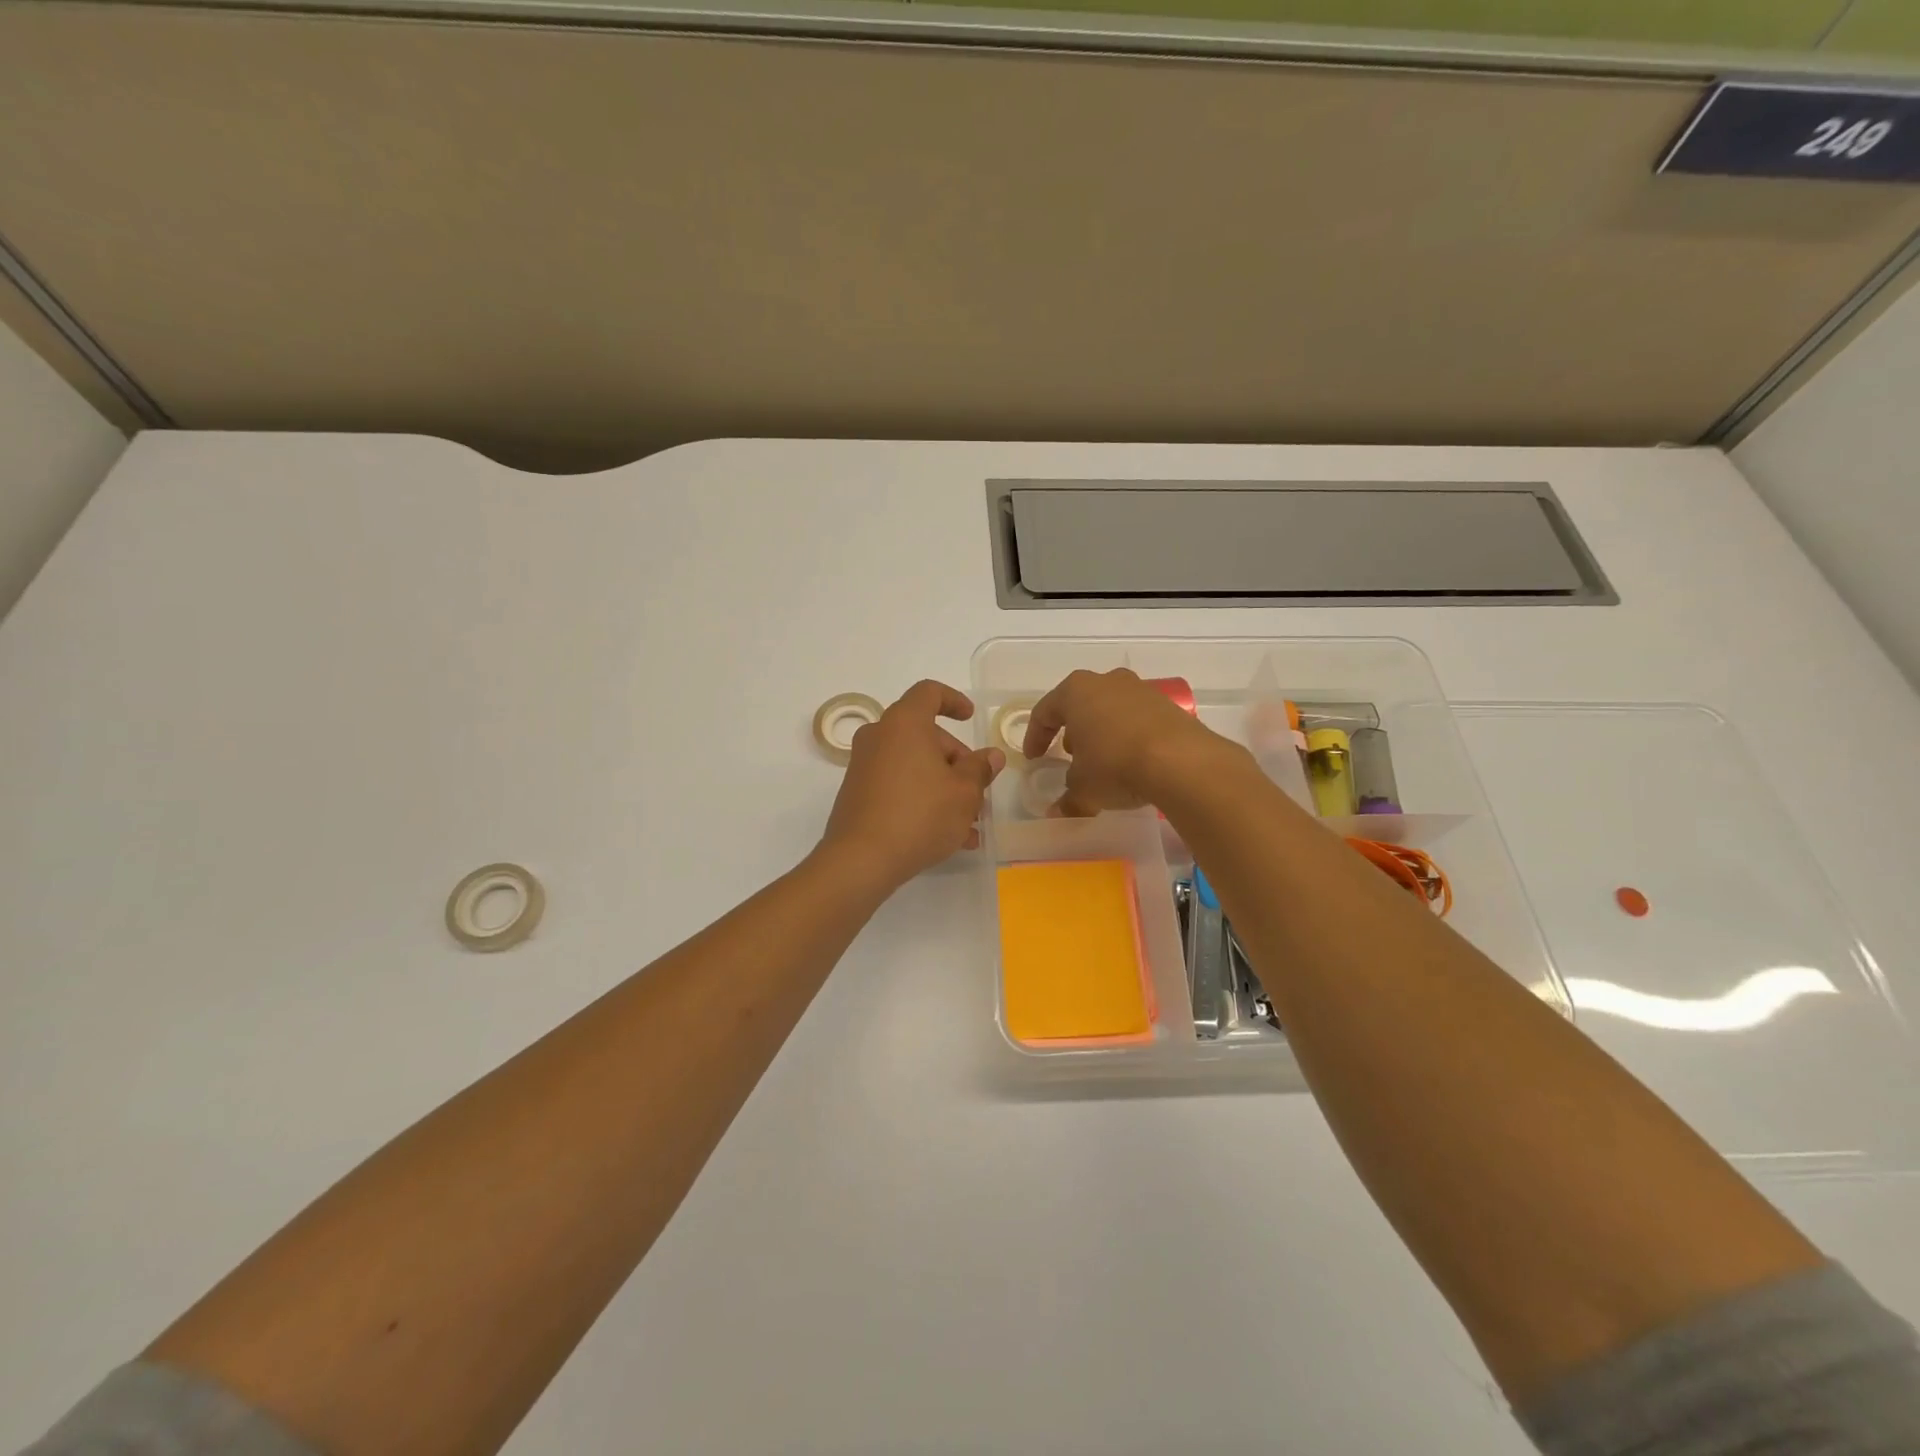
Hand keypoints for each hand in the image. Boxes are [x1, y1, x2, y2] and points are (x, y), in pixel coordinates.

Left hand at [819, 680, 1004, 889]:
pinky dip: (922, 800)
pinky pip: (898, 787)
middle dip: (955, 760)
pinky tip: (949, 837)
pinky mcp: (858, 794)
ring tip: (970, 824)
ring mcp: (864, 766)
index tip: (970, 718)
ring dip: (943, 787)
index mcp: (904, 723)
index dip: (953, 700)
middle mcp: (879, 737)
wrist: (861, 859)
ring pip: (913, 766)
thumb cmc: (920, 814)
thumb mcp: (964, 793)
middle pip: (924, 735)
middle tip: (978, 790)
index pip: (928, 693)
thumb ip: (980, 769)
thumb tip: (991, 756)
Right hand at [1022, 668, 1228, 817]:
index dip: (1035, 737)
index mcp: (1076, 691)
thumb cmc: (1115, 765)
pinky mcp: (1168, 705)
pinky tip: (1132, 762)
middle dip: (1072, 730)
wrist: (1181, 762)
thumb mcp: (1083, 789)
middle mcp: (1107, 681)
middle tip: (1069, 756)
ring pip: (1111, 709)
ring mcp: (1141, 690)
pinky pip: (1138, 719)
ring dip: (1102, 733)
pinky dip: (1129, 737)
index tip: (1034, 758)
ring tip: (1102, 761)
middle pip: (1080, 704)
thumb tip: (1057, 813)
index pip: (1045, 712)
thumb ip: (1067, 799)